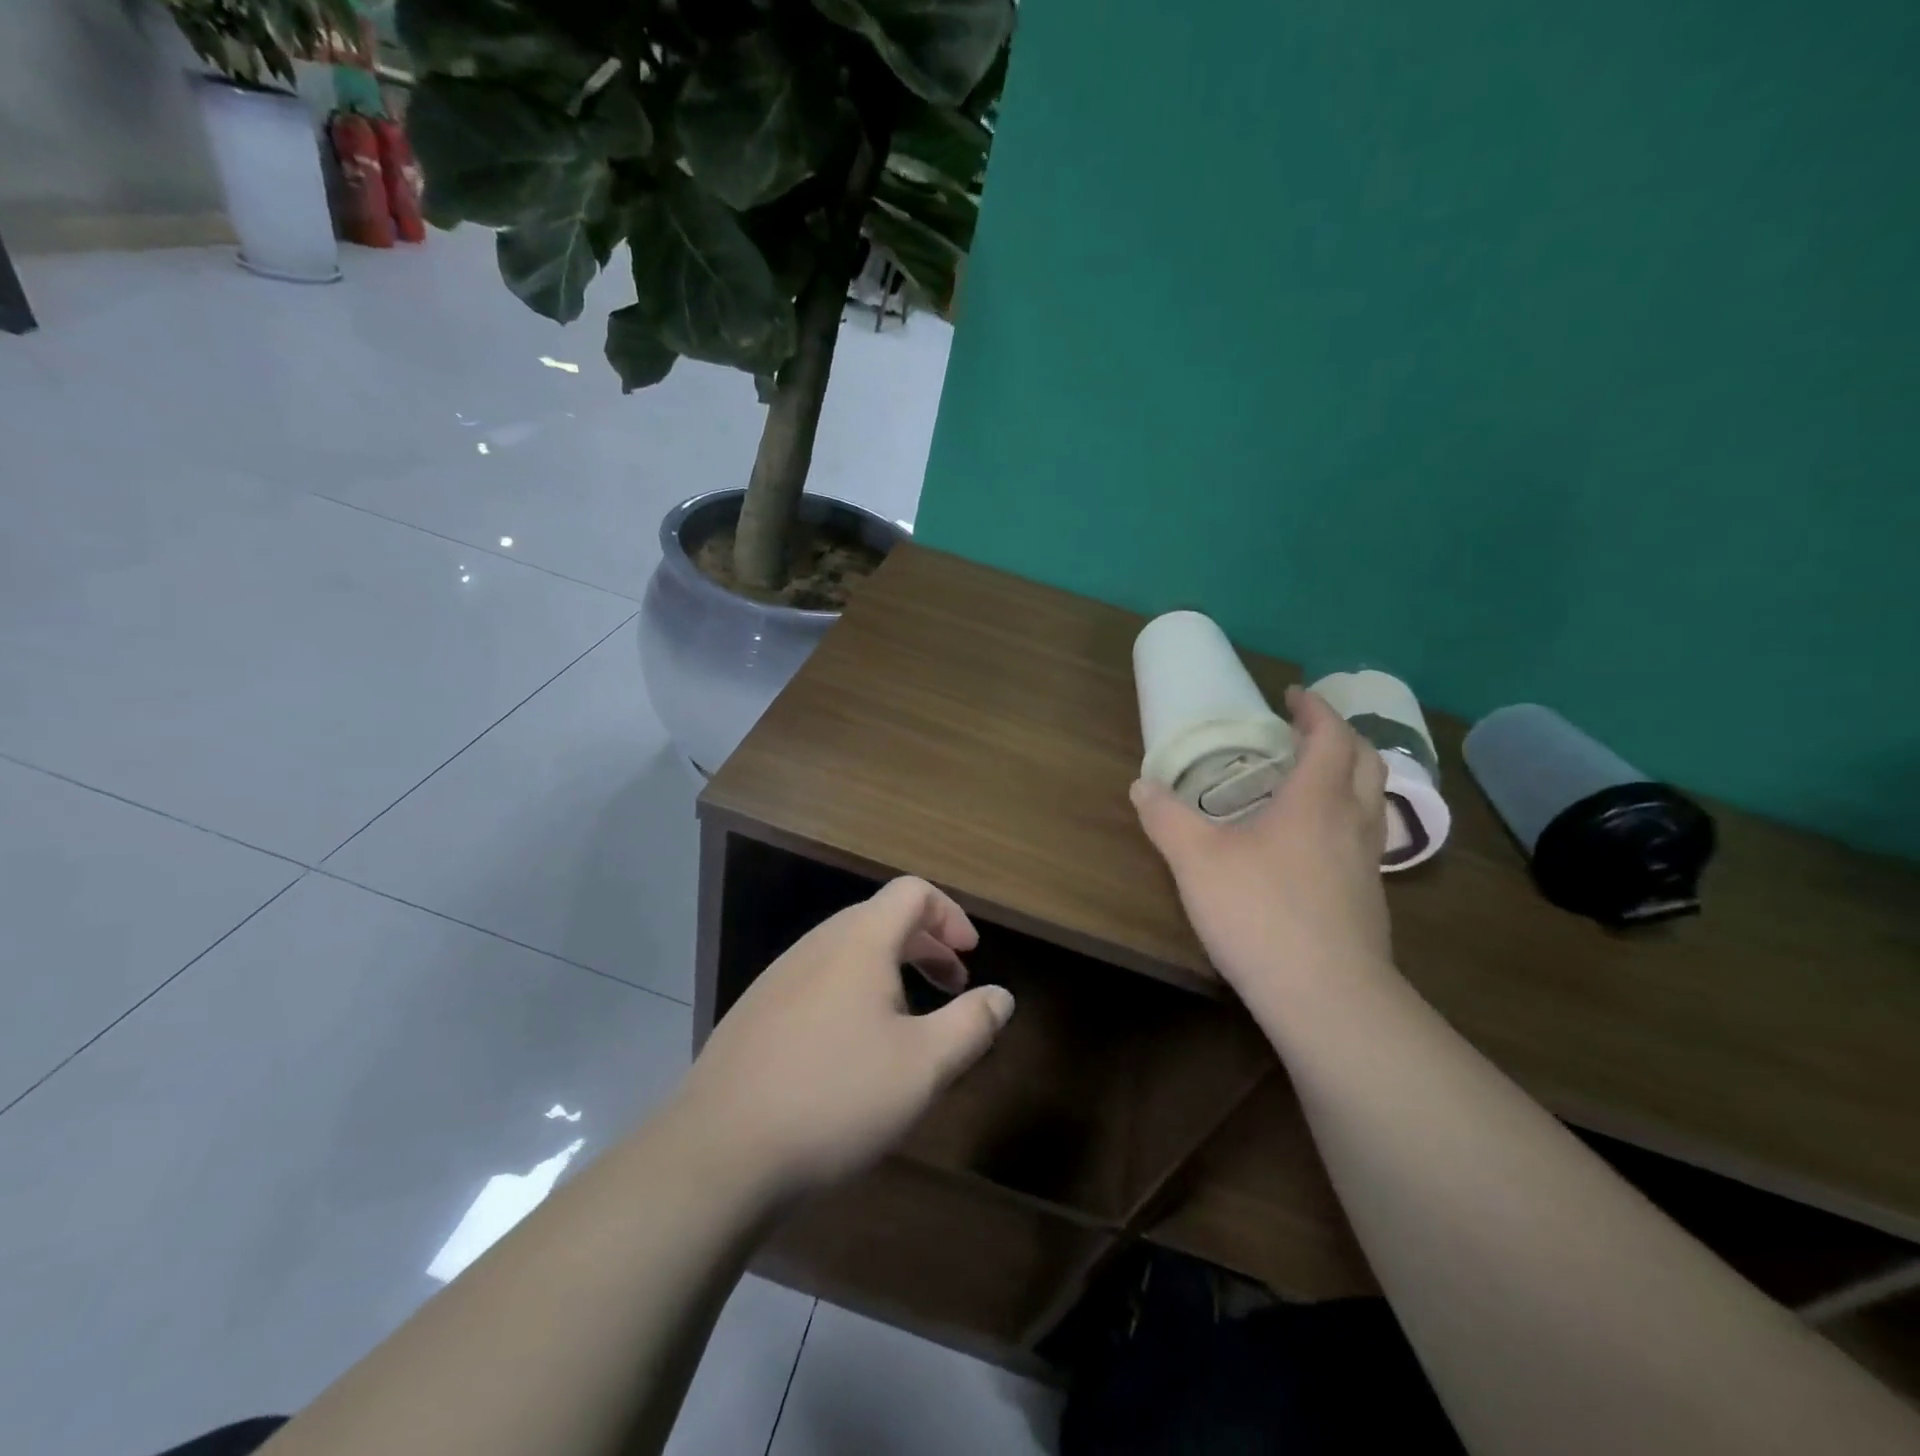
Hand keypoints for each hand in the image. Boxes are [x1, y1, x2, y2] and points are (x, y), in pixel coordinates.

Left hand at [674, 877, 1015, 1201]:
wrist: (719, 1152)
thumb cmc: (835, 1097)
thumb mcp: (923, 1067)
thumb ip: (971, 1024)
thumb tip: (1001, 996)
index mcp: (859, 941)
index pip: (912, 892)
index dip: (950, 914)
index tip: (971, 955)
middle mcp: (817, 944)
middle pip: (881, 918)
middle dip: (926, 944)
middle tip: (952, 985)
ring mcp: (779, 976)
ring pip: (848, 951)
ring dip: (890, 970)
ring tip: (908, 1021)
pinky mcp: (756, 1011)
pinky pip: (819, 980)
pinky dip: (853, 992)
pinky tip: (852, 1049)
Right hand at [1131, 685, 1394, 1008]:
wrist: (1326, 997)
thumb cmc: (1261, 912)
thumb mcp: (1196, 860)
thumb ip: (1166, 818)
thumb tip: (1141, 786)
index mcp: (1316, 799)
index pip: (1331, 735)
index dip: (1315, 708)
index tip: (1292, 694)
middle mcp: (1351, 821)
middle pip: (1366, 761)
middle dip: (1340, 736)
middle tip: (1304, 731)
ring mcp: (1367, 863)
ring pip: (1371, 801)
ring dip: (1348, 776)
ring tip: (1309, 780)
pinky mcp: (1368, 898)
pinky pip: (1364, 836)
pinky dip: (1344, 816)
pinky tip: (1311, 843)